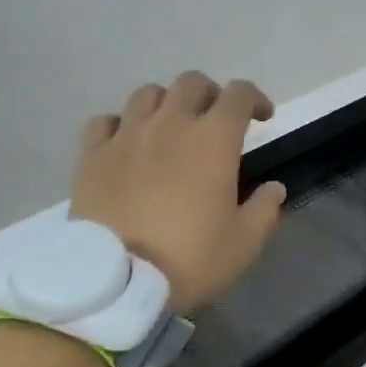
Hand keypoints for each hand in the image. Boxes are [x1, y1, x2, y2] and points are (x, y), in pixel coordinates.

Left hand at [71, 71, 287, 313]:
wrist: (116, 283)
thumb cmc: (189, 260)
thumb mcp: (244, 244)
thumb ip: (265, 210)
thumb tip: (274, 187)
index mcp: (213, 140)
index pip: (239, 94)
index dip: (255, 99)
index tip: (263, 118)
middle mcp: (170, 124)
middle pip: (191, 83)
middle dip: (211, 94)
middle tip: (216, 120)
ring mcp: (126, 135)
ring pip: (148, 94)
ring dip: (167, 103)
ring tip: (171, 128)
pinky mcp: (91, 155)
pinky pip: (105, 121)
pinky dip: (121, 125)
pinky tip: (126, 143)